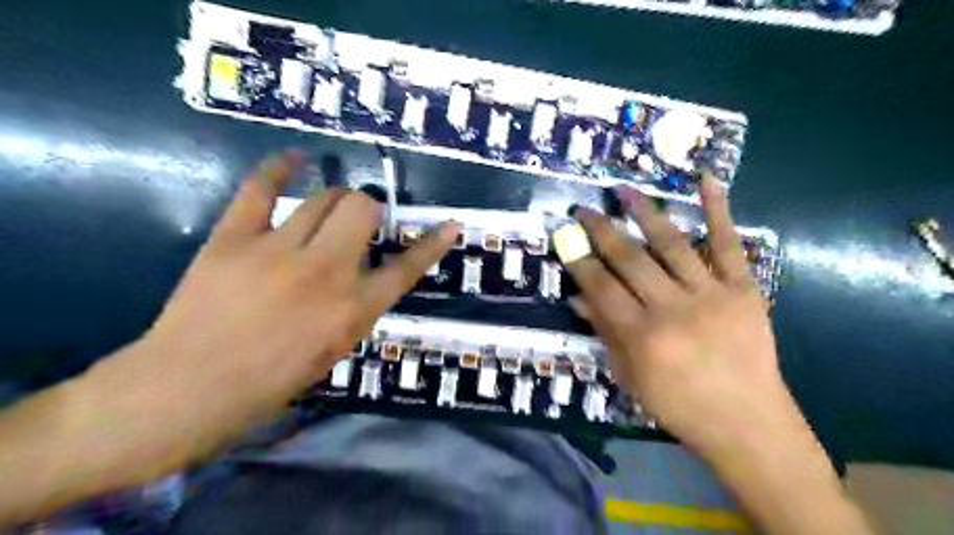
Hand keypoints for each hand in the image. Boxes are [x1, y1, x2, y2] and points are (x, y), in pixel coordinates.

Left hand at [81, 151, 462, 458]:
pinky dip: (279, 168)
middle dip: (368, 209)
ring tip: (330, 207)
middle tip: (359, 222)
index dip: (432, 245)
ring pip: (323, 198)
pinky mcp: (233, 239)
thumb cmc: (270, 382)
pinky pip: (261, 190)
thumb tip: (365, 274)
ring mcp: (278, 251)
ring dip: (335, 198)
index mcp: (353, 310)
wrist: (187, 390)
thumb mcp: (334, 350)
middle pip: (362, 210)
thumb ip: (357, 307)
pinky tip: (294, 158)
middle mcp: (326, 273)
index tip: (450, 225)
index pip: (406, 268)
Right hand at [561, 178, 798, 457]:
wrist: (747, 422)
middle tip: (584, 210)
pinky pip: (730, 245)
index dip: (579, 259)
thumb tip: (577, 296)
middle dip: (602, 230)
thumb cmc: (679, 405)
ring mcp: (712, 295)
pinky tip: (707, 180)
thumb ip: (604, 332)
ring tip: (624, 190)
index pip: (601, 286)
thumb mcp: (629, 376)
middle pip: (630, 259)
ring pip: (672, 244)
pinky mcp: (744, 289)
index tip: (565, 236)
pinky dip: (719, 210)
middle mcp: (674, 309)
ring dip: (645, 212)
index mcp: (643, 336)